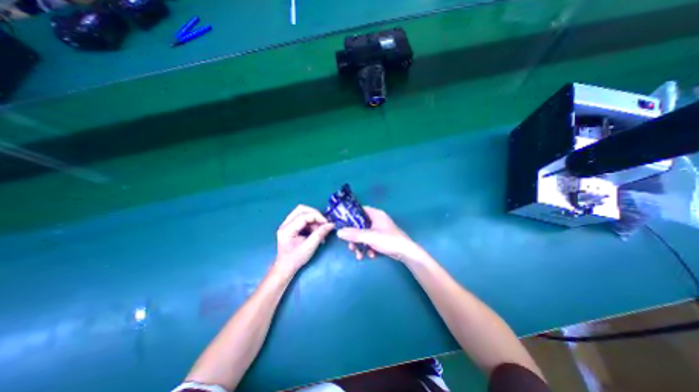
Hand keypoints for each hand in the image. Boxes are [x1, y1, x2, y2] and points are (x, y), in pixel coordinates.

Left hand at [275, 205, 332, 275]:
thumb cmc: (296, 259)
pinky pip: (303, 217)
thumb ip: (320, 234)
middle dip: (315, 214)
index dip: (317, 217)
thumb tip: (331, 224)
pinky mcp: (291, 225)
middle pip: (301, 209)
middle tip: (324, 223)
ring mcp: (287, 224)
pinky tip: (315, 231)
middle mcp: (285, 224)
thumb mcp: (310, 247)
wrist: (285, 267)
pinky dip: (311, 222)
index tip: (327, 223)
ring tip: (320, 230)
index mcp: (287, 229)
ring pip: (302, 212)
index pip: (303, 215)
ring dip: (313, 219)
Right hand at [336, 207, 428, 264]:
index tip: (342, 223)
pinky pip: (369, 240)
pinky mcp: (381, 238)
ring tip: (359, 255)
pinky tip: (370, 255)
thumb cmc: (389, 240)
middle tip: (350, 245)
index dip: (350, 215)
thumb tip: (339, 232)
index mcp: (375, 214)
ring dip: (360, 245)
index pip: (359, 210)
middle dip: (354, 237)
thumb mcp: (370, 237)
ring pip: (364, 234)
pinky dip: (368, 248)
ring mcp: (379, 229)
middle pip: (360, 225)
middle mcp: (377, 220)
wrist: (406, 253)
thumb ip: (354, 234)